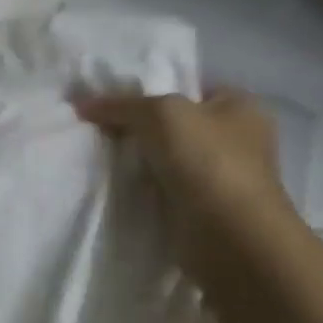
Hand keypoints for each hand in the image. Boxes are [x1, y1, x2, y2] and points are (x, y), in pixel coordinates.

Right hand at [75, 89, 295, 268]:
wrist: (230, 236)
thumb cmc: (206, 161)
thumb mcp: (159, 113)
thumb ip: (120, 104)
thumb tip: (82, 104)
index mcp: (240, 106)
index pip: (188, 86)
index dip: (150, 88)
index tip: (110, 99)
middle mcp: (236, 137)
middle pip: (174, 123)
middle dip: (138, 126)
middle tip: (97, 127)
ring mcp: (221, 175)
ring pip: (165, 156)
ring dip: (138, 159)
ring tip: (99, 154)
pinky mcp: (204, 207)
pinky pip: (163, 187)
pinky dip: (142, 186)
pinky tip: (115, 183)